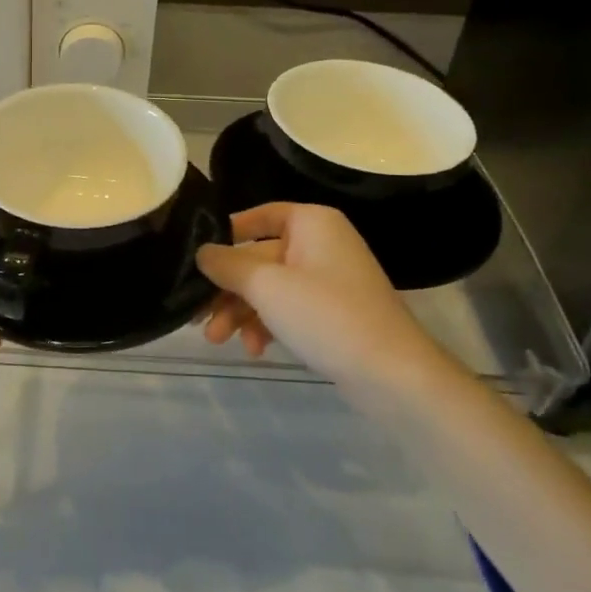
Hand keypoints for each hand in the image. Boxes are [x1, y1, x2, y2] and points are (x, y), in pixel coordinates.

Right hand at [196, 203, 449, 386]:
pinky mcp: (331, 313)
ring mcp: (328, 280)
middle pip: (258, 257)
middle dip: (227, 289)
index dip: (225, 236)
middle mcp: (321, 243)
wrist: (393, 375)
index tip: (197, 260)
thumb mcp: (266, 286)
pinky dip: (266, 324)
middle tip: (196, 316)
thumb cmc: (326, 315)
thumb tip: (201, 252)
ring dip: (240, 312)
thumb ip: (227, 265)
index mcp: (312, 223)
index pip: (258, 216)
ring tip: (218, 340)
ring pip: (269, 287)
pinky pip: (287, 308)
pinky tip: (254, 349)